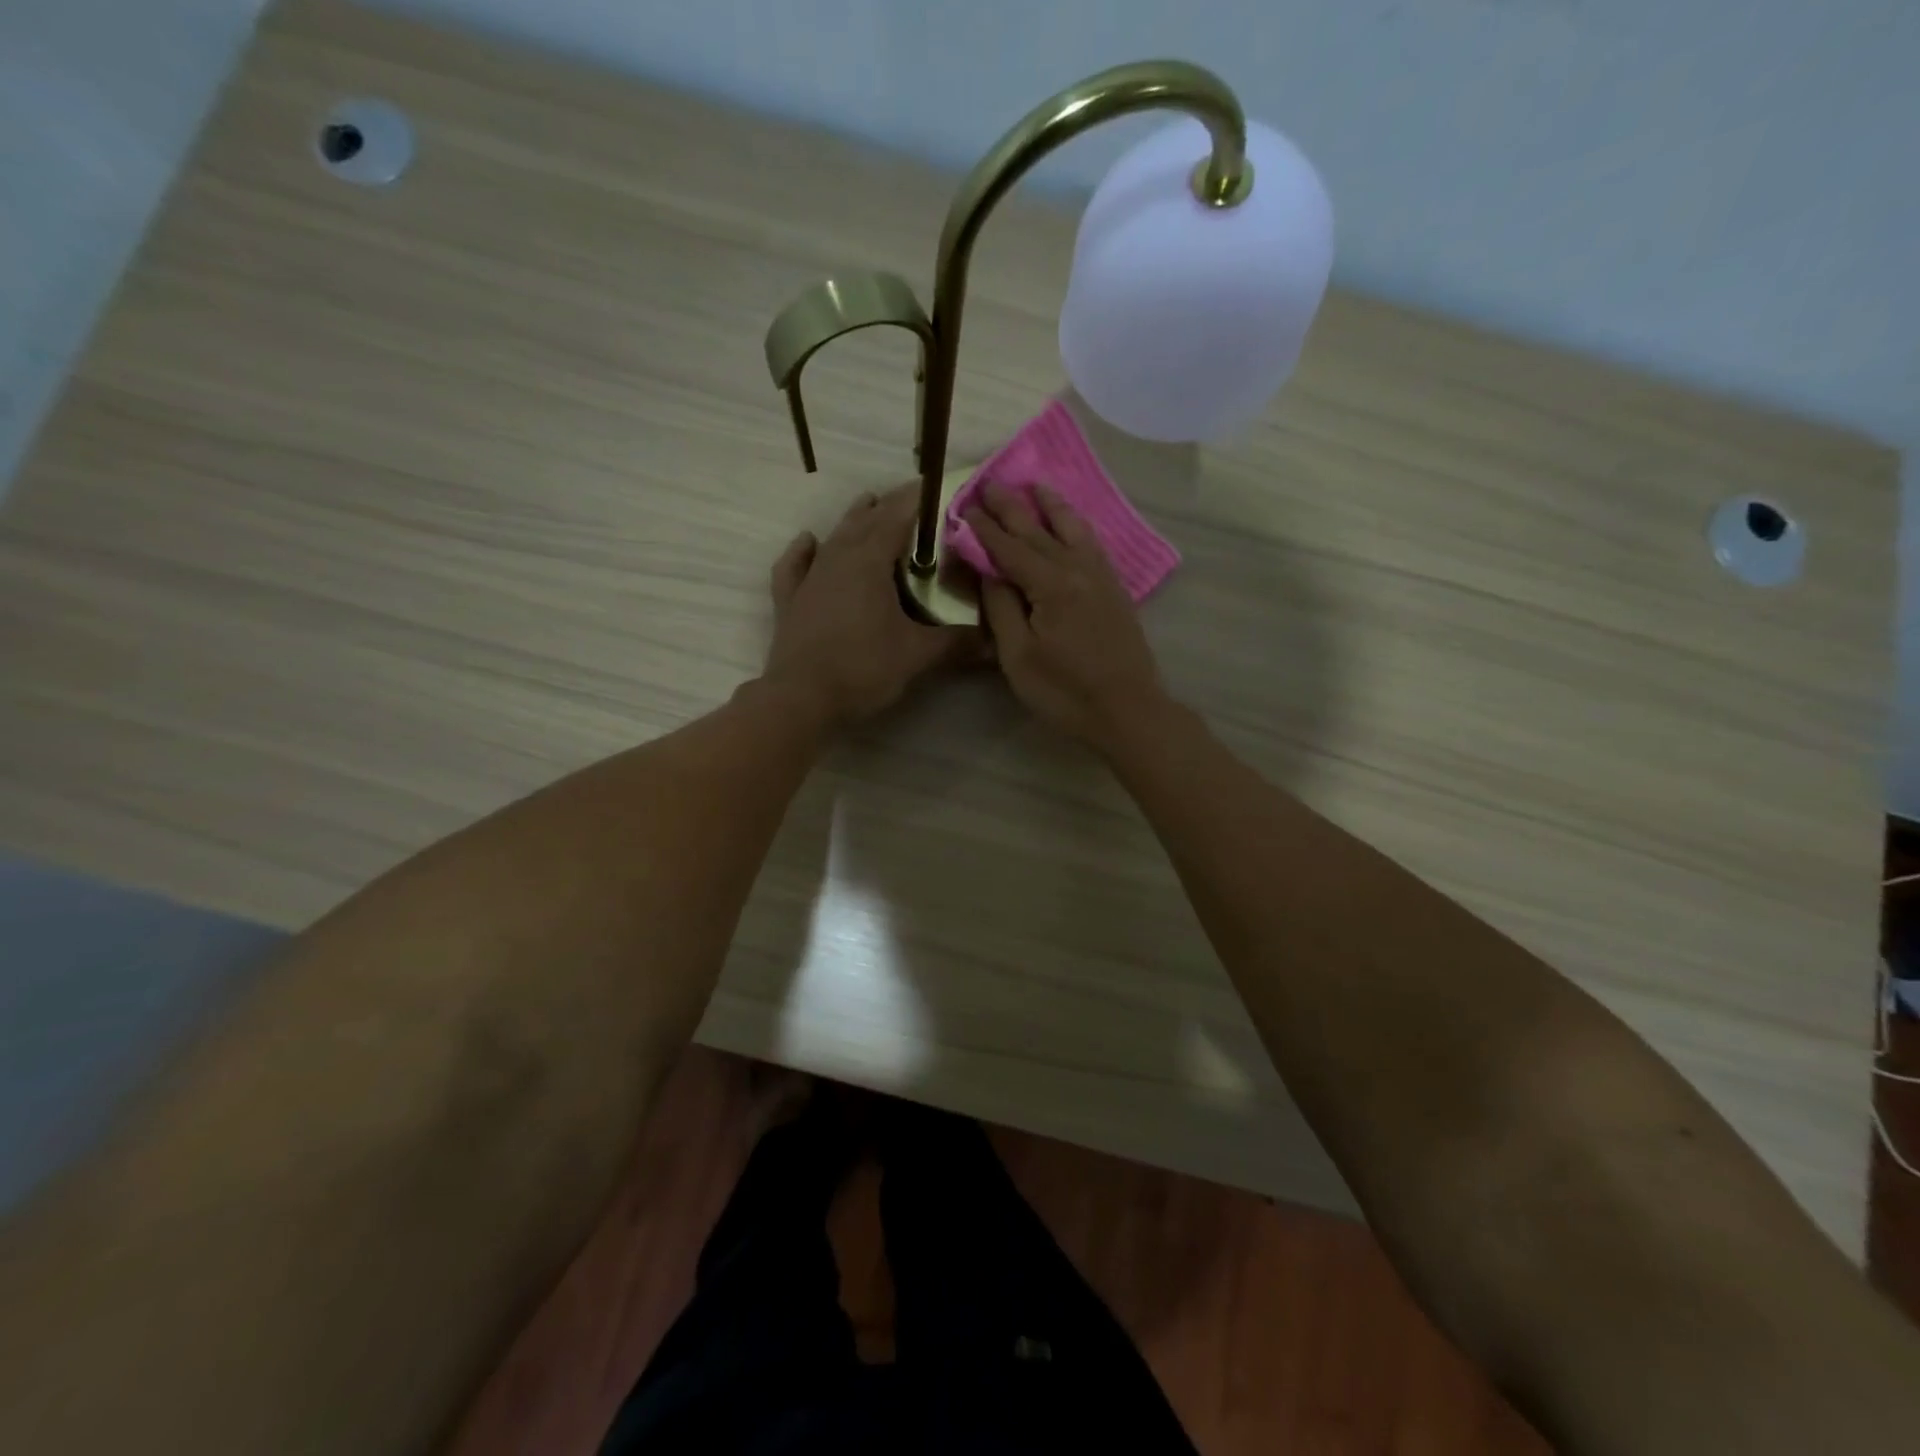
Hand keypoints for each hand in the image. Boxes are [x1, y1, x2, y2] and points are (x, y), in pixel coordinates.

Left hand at [763, 484, 974, 726]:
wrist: (801, 699)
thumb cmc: (862, 669)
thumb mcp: (916, 655)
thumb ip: (955, 642)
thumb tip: (994, 639)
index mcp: (869, 561)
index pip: (897, 516)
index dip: (917, 499)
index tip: (936, 485)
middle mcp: (837, 558)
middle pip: (865, 520)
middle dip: (889, 505)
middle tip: (912, 499)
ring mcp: (810, 578)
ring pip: (834, 537)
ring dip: (854, 519)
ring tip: (869, 504)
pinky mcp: (791, 600)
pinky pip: (795, 565)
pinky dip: (804, 550)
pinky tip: (808, 540)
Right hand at [965, 483, 1168, 748]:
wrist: (1128, 710)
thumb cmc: (1065, 691)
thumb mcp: (1018, 656)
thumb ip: (1002, 608)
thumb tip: (990, 570)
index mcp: (1050, 585)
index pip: (1009, 548)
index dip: (984, 528)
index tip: (963, 507)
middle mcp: (1077, 569)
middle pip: (1038, 531)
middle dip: (1011, 507)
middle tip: (990, 483)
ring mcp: (1101, 577)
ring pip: (1072, 529)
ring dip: (1050, 506)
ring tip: (1035, 486)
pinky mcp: (1114, 589)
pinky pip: (1092, 544)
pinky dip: (1077, 526)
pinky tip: (1072, 523)